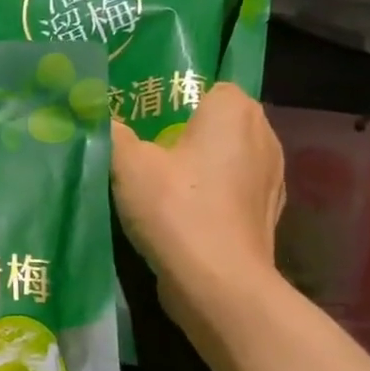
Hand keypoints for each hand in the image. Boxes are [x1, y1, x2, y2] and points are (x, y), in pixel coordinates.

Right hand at [110, 82, 285, 350]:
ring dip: (201, 168)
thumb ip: (112, 132)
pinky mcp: (268, 213)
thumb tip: (97, 114)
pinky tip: (184, 216)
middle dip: (185, 134)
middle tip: (144, 154)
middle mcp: (263, 134)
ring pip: (228, 158)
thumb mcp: (128, 164)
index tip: (143, 124)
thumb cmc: (176, 210)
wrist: (218, 284)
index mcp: (234, 109)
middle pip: (217, 122)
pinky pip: (234, 191)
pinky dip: (213, 197)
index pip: (206, 86)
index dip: (173, 102)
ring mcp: (272, 176)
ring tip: (162, 187)